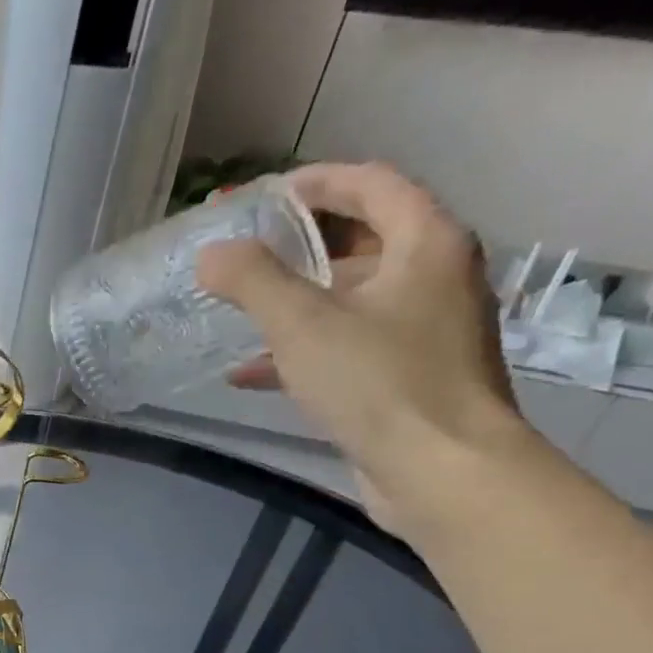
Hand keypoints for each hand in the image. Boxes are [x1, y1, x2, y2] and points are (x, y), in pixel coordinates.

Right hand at [199, 162, 526, 529]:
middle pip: (363, 240)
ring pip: (351, 298)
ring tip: (240, 309)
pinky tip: (250, 373)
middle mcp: (434, 278)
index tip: (265, 195)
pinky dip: (303, 351)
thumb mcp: (303, 324)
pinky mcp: (407, 377)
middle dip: (300, 245)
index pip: (373, 185)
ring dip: (296, 301)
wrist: (442, 470)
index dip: (317, 182)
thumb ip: (253, 281)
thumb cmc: (379, 382)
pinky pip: (348, 346)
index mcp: (426, 244)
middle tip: (246, 251)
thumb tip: (211, 253)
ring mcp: (424, 331)